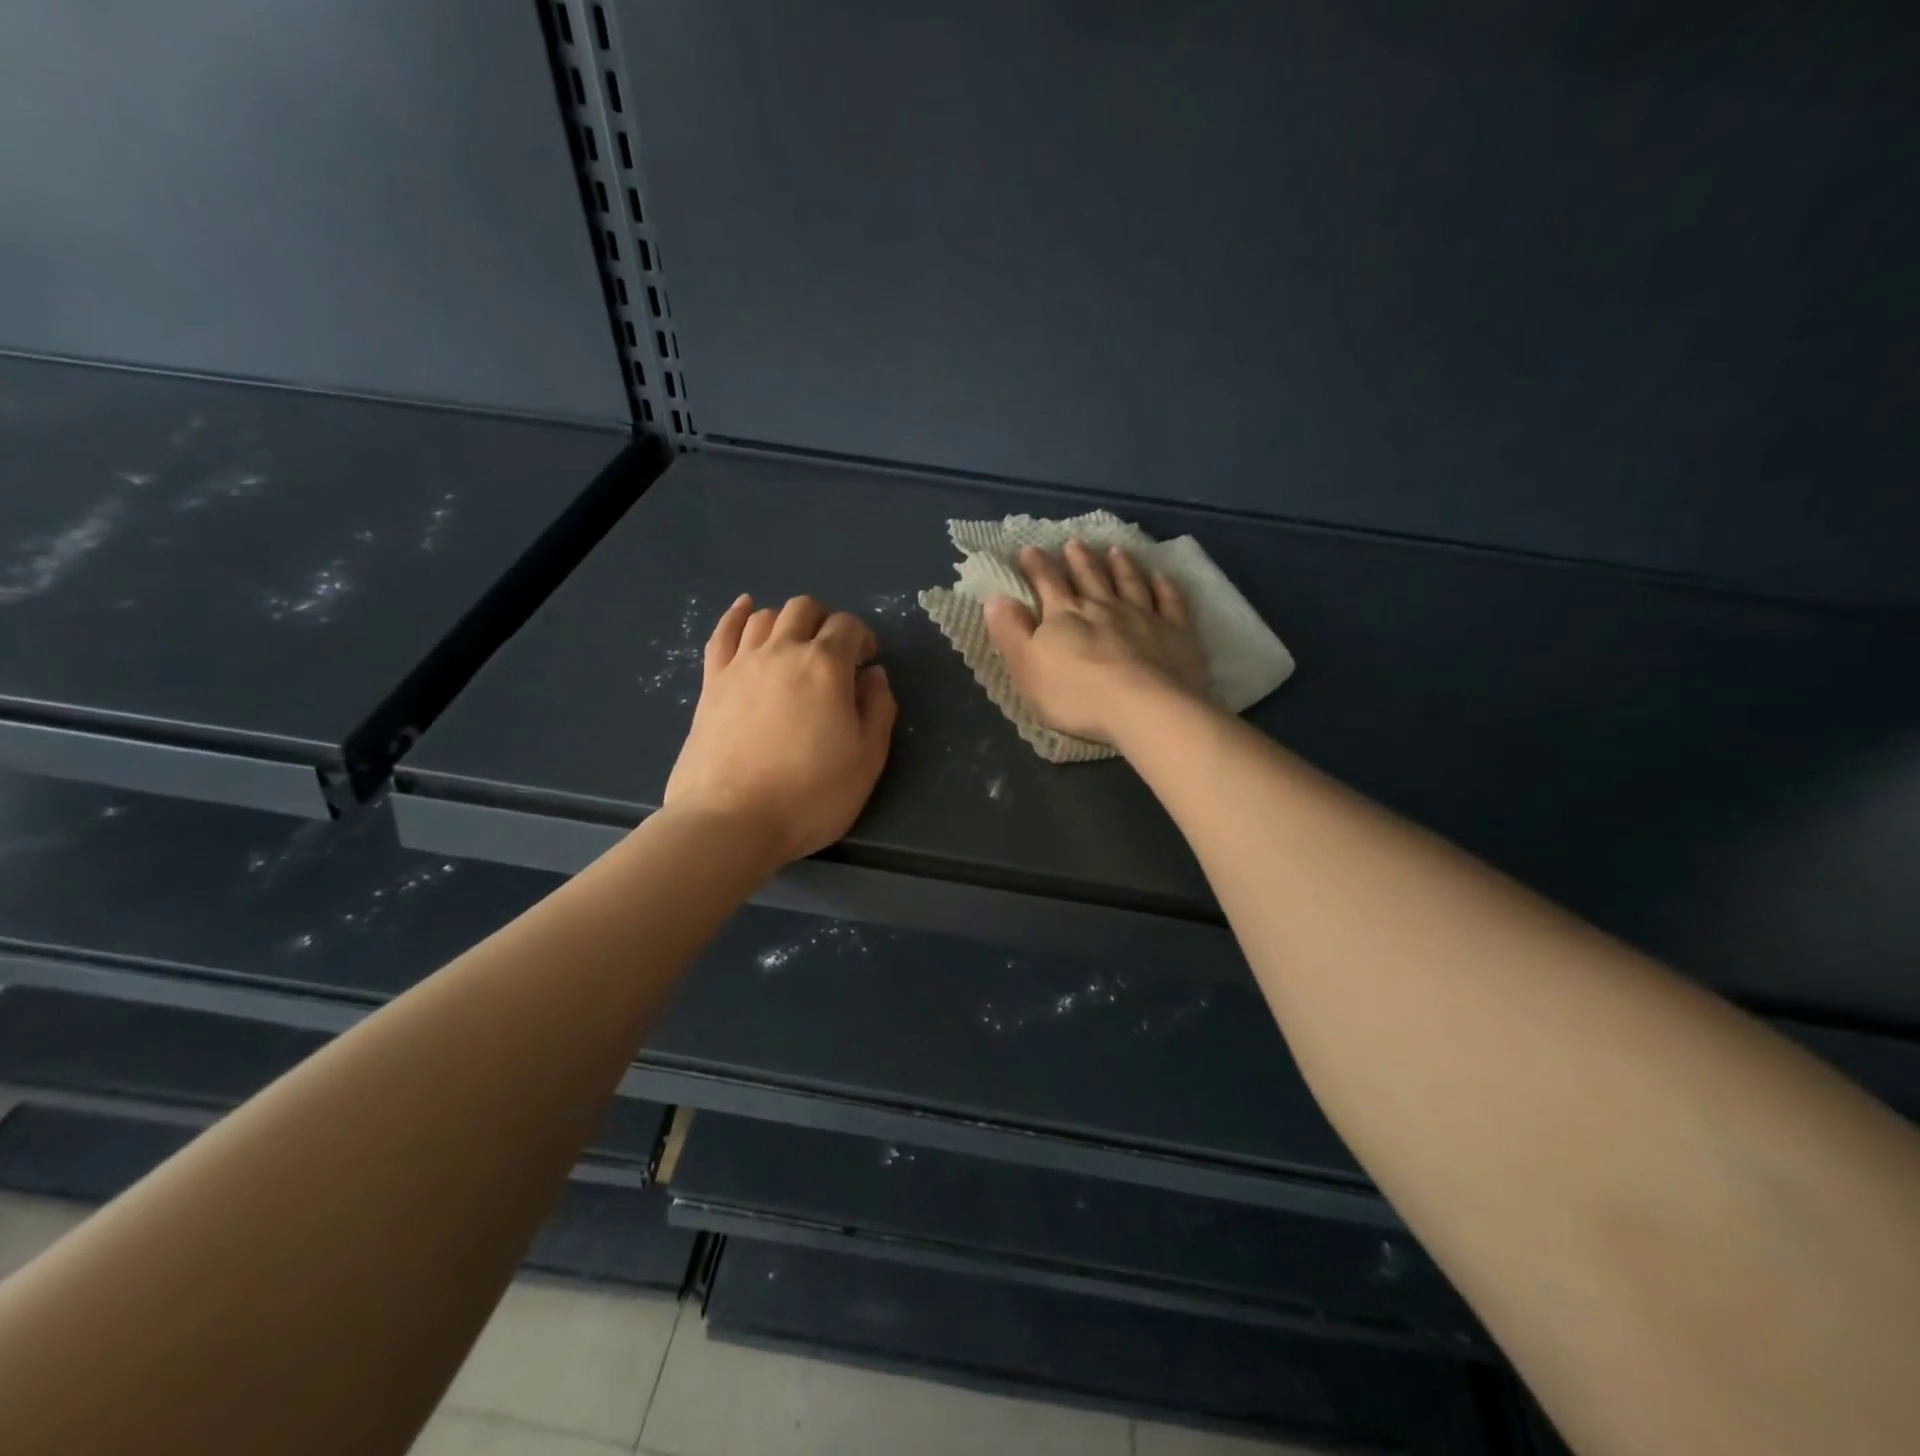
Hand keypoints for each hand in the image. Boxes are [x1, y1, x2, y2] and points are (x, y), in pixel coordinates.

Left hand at [665, 594, 896, 863]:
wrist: (730, 821)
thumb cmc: (810, 795)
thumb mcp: (867, 759)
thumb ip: (878, 709)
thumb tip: (874, 675)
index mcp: (825, 666)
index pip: (848, 625)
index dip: (862, 638)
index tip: (866, 663)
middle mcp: (782, 651)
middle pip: (804, 609)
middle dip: (825, 622)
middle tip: (834, 654)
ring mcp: (741, 664)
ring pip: (765, 616)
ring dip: (787, 621)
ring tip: (795, 645)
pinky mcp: (711, 683)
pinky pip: (723, 633)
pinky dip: (737, 615)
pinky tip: (746, 610)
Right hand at [985, 539, 1208, 744]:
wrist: (1143, 709)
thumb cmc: (1076, 694)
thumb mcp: (1027, 667)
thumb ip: (1011, 632)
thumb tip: (996, 598)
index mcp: (1064, 616)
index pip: (1047, 583)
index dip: (1036, 566)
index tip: (1029, 549)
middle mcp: (1103, 607)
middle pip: (1089, 577)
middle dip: (1079, 559)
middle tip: (1074, 543)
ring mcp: (1143, 617)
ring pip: (1130, 583)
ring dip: (1121, 565)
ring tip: (1116, 550)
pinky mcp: (1176, 633)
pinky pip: (1170, 603)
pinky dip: (1165, 587)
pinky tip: (1162, 577)